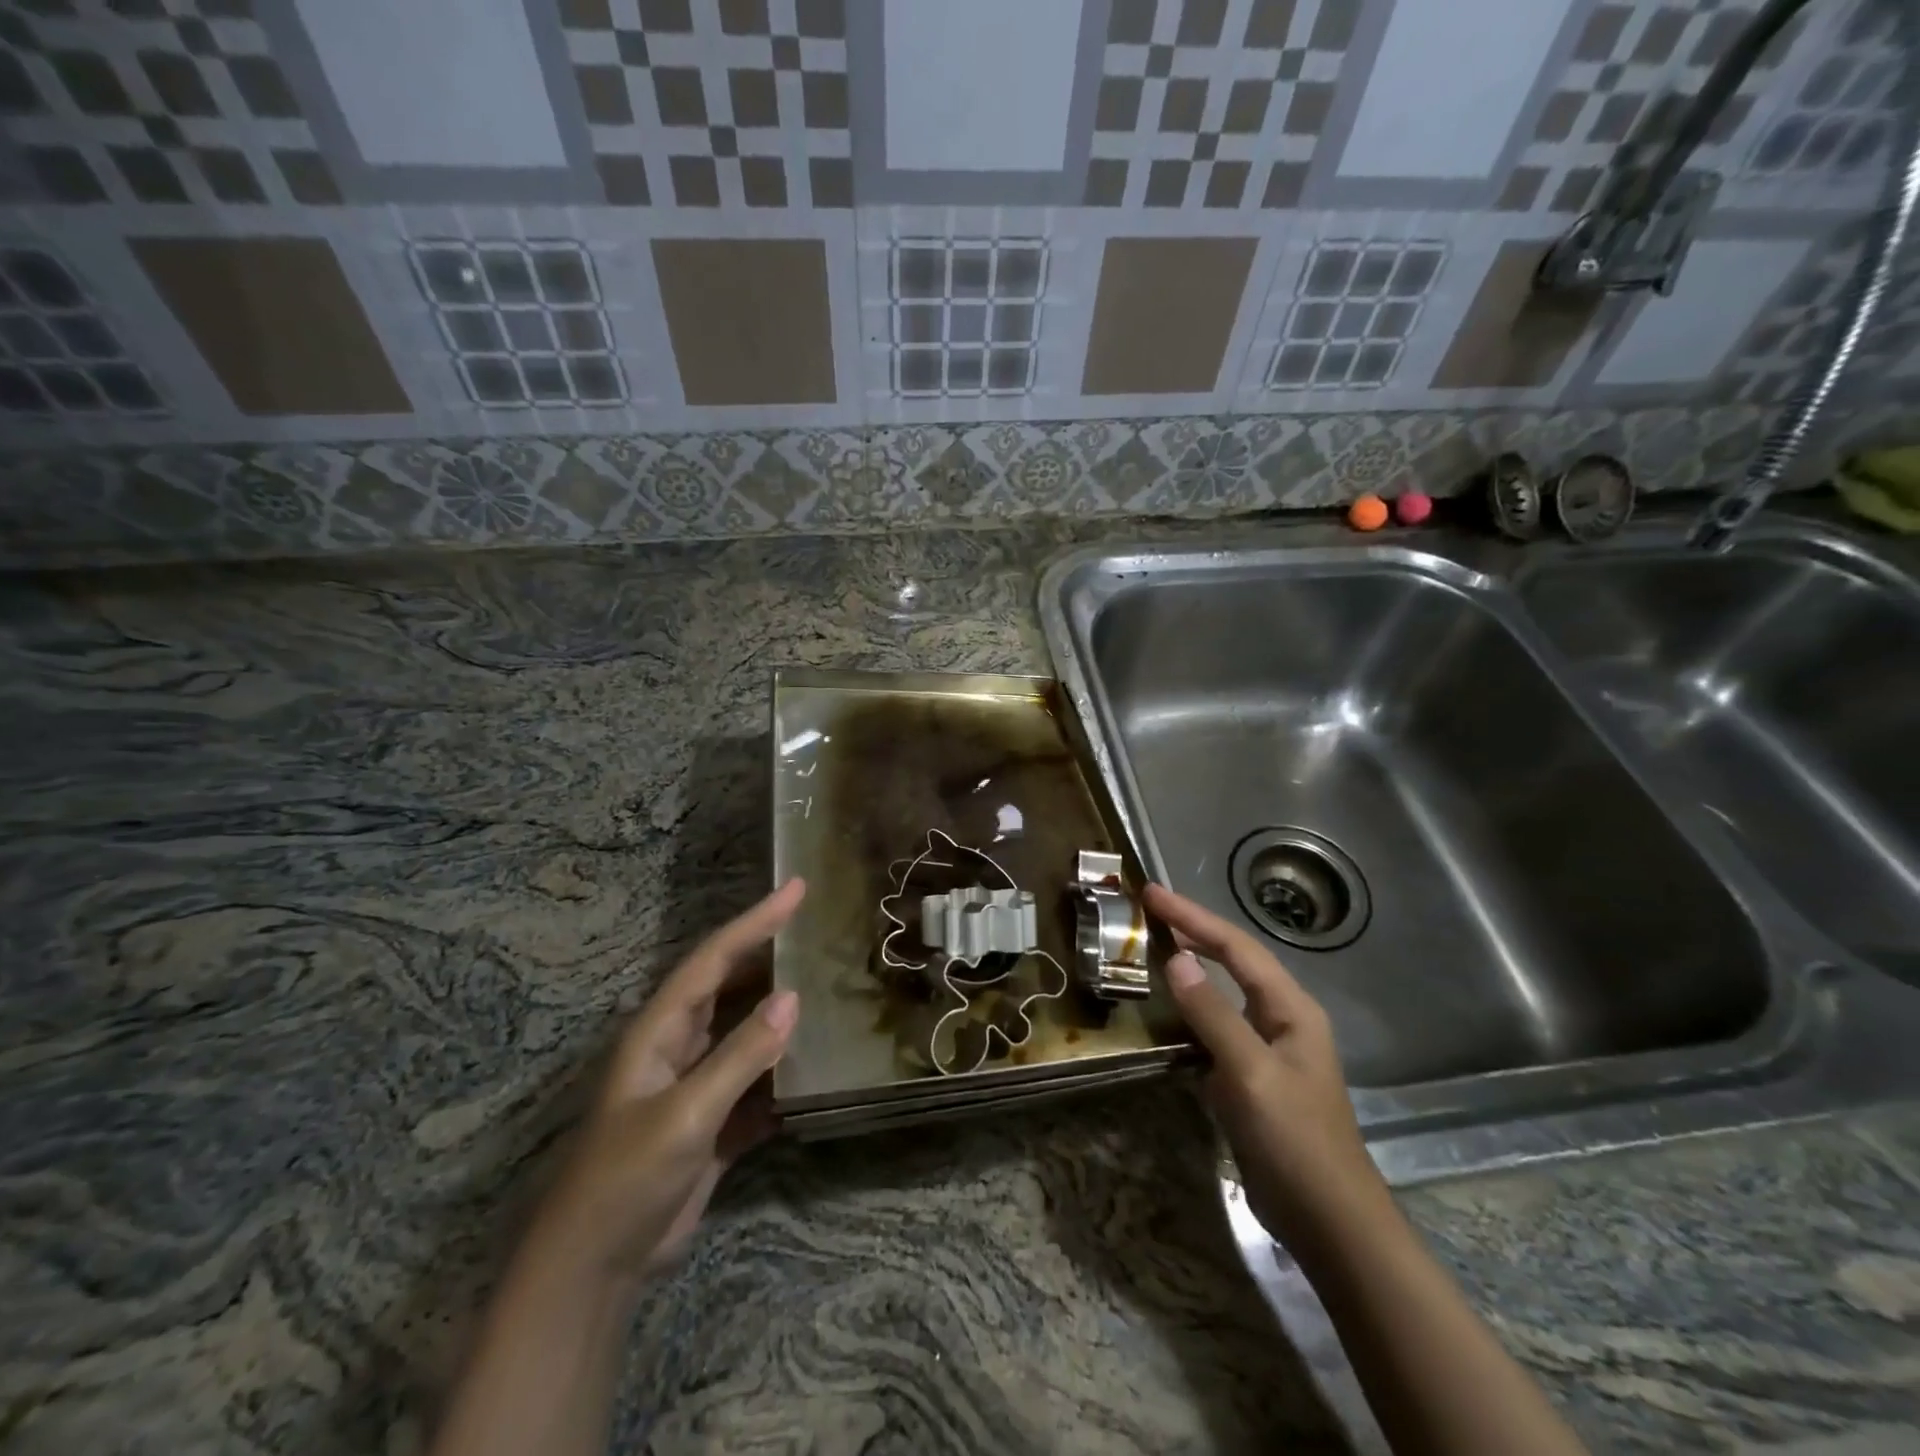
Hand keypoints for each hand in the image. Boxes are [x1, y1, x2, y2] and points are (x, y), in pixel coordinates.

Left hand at [531, 879, 805, 1284]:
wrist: (596, 1269)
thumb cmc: (627, 1178)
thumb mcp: (686, 1113)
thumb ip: (740, 1055)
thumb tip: (793, 997)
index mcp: (661, 1030)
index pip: (714, 959)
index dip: (755, 921)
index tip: (796, 889)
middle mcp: (679, 1046)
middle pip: (730, 985)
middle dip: (769, 953)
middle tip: (817, 927)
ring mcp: (697, 1084)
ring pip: (746, 1030)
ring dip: (781, 1009)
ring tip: (827, 982)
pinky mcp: (714, 1122)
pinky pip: (756, 1080)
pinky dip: (784, 1070)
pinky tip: (818, 1064)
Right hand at [1145, 883, 1386, 1251]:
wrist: (1328, 1222)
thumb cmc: (1295, 1140)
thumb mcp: (1250, 1072)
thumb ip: (1213, 1013)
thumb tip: (1175, 958)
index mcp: (1290, 1008)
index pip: (1236, 947)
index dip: (1193, 917)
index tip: (1151, 893)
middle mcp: (1281, 1019)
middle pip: (1233, 961)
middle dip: (1193, 931)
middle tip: (1147, 910)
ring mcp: (1267, 1049)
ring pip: (1224, 993)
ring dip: (1191, 967)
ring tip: (1152, 946)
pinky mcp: (1252, 1077)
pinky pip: (1216, 1027)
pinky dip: (1190, 1009)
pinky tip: (1167, 1009)